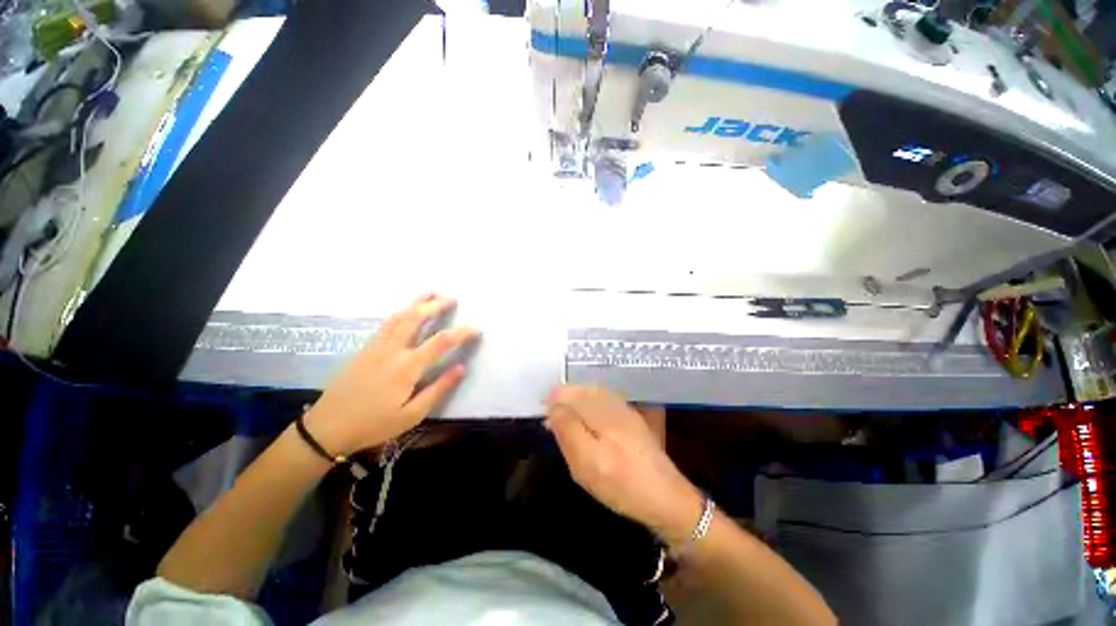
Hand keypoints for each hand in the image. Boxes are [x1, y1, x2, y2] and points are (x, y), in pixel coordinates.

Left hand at [304, 295, 478, 454]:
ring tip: (431, 293)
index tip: (477, 328)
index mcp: (407, 367)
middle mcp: (392, 350)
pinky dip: (400, 312)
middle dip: (436, 305)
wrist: (327, 427)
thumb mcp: (412, 415)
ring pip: (399, 316)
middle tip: (452, 298)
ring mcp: (376, 346)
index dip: (462, 332)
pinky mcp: (364, 349)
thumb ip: (438, 389)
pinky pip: (386, 323)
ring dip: (417, 302)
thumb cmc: (374, 424)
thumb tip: (462, 368)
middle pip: (416, 318)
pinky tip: (405, 311)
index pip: (441, 341)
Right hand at [546, 385, 702, 546]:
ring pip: (593, 393)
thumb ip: (569, 432)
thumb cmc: (623, 486)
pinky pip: (604, 399)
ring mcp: (625, 409)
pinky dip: (589, 402)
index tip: (542, 411)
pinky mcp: (631, 417)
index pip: (570, 395)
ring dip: (575, 399)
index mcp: (602, 413)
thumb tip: (554, 408)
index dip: (554, 399)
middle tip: (550, 416)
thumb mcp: (588, 465)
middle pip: (581, 390)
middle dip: (564, 397)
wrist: (666, 498)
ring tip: (564, 413)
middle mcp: (613, 404)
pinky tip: (586, 414)